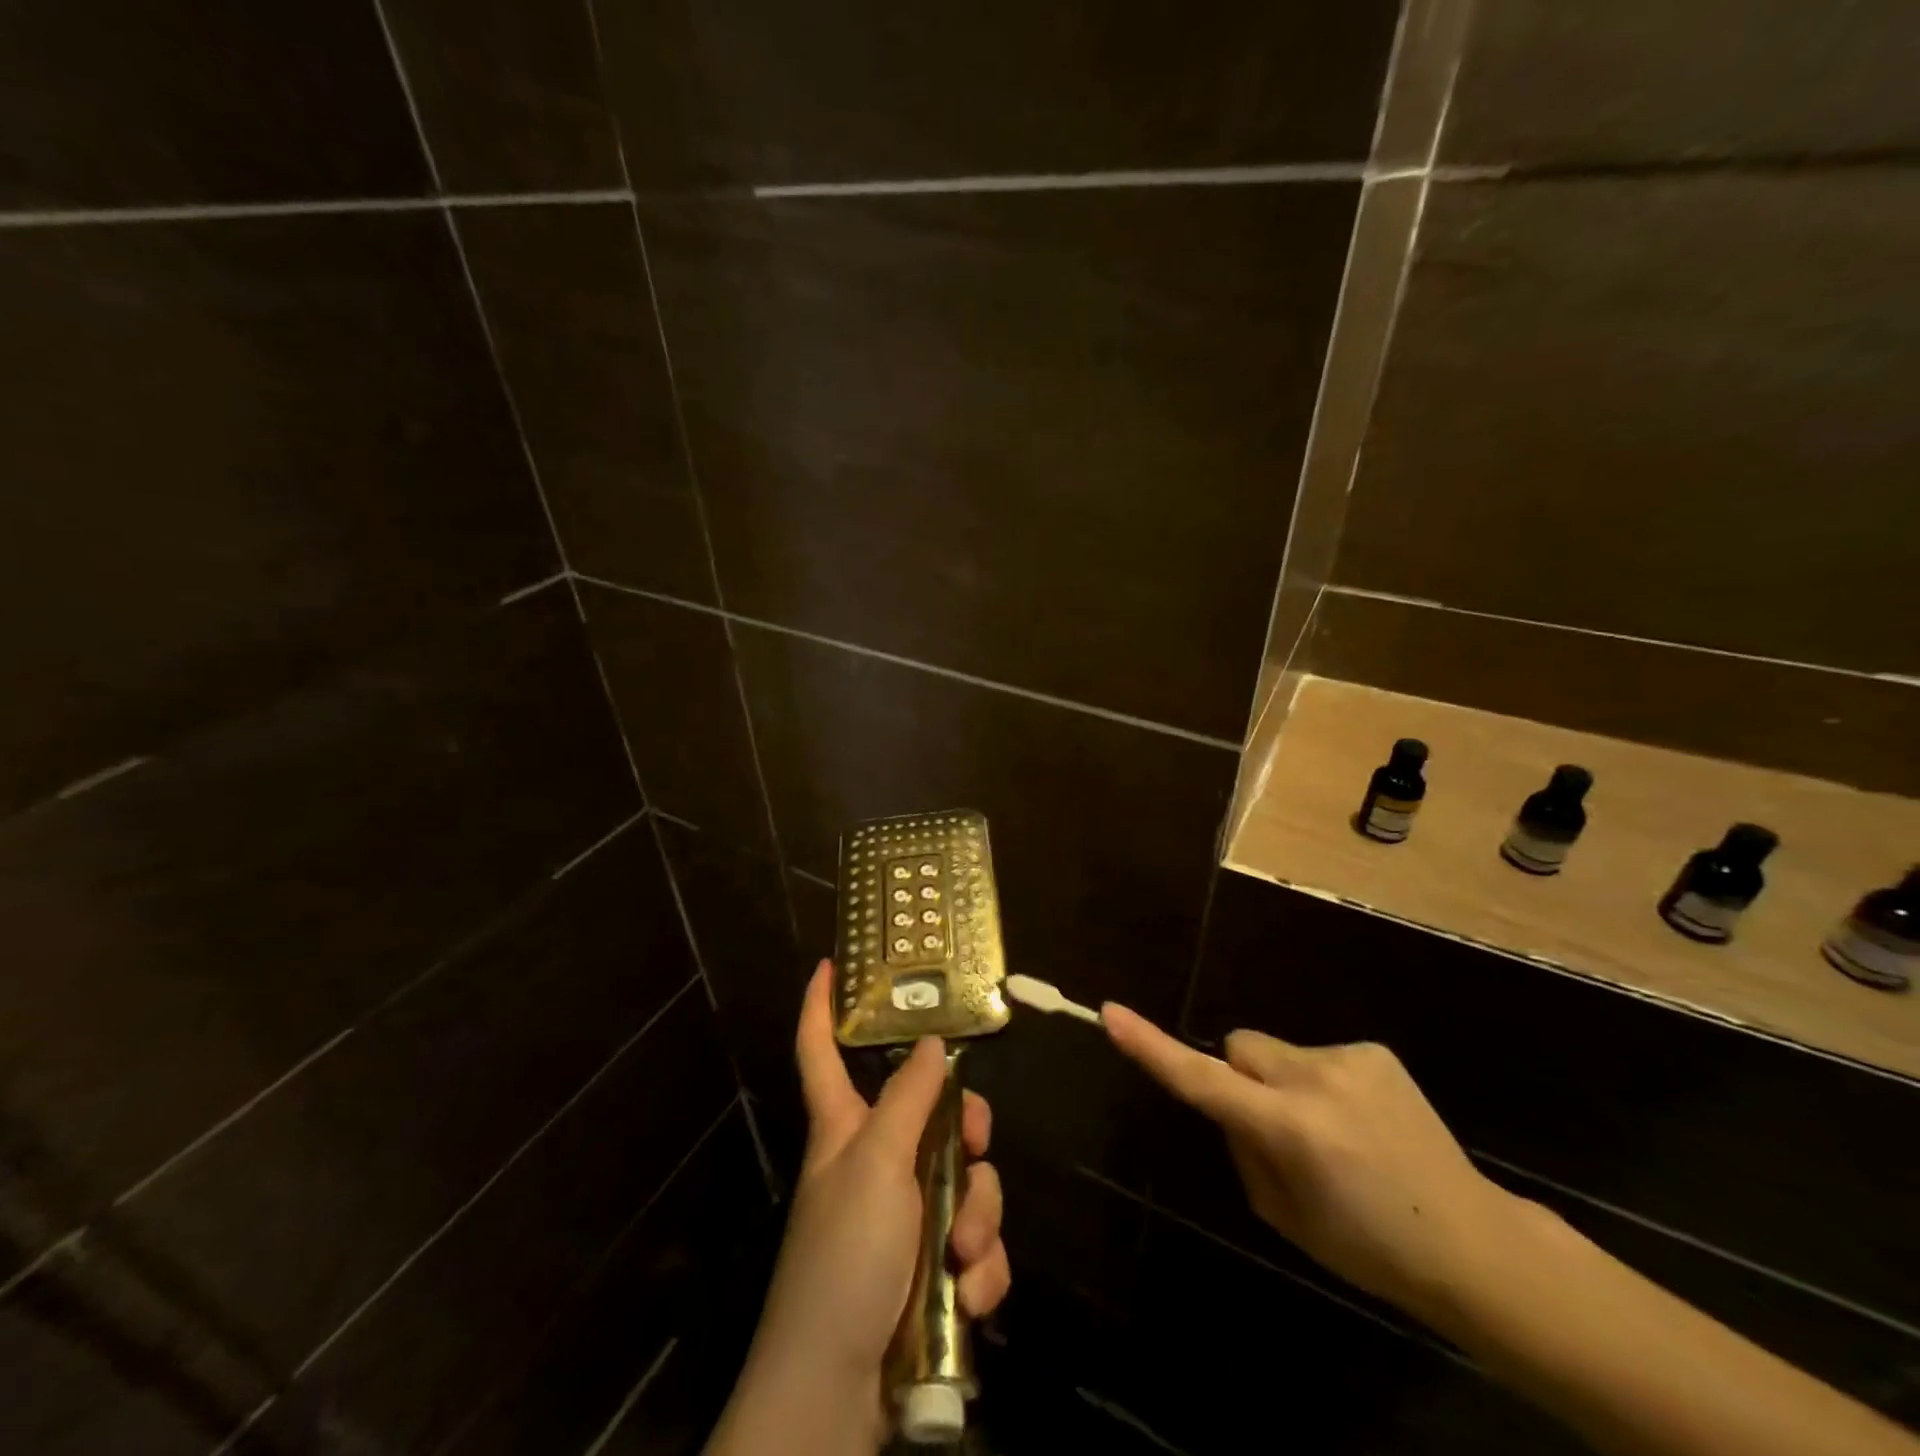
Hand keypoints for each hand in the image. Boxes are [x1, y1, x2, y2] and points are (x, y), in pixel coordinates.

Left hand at [755, 963, 1010, 1395]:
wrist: (838, 1395)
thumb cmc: (844, 1256)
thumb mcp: (877, 1162)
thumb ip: (909, 1097)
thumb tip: (930, 1038)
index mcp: (847, 1127)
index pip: (822, 1051)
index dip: (820, 1008)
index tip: (830, 966)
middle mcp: (878, 1162)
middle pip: (935, 1112)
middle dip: (968, 1129)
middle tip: (977, 1143)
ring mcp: (908, 1218)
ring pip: (968, 1180)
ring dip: (979, 1216)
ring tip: (964, 1255)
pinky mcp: (934, 1271)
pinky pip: (977, 1243)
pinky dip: (982, 1268)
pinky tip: (972, 1296)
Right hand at [1103, 1003, 1525, 1323]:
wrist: (1473, 1244)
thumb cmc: (1366, 1246)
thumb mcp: (1282, 1215)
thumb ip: (1242, 1147)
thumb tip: (1231, 1101)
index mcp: (1290, 1130)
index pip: (1203, 1081)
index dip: (1152, 1047)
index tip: (1112, 1013)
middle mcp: (1315, 1080)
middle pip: (1238, 1048)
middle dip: (1242, 1077)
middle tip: (1279, 1131)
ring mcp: (1348, 1058)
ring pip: (1276, 1052)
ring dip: (1284, 1082)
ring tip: (1334, 1134)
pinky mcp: (1373, 1050)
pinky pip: (1317, 1055)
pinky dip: (1322, 1082)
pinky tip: (1362, 1123)